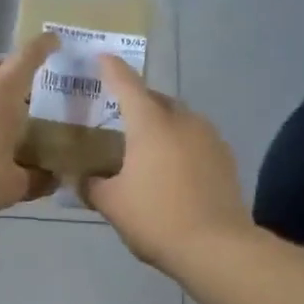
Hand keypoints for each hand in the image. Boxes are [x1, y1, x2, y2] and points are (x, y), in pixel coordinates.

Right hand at [83, 57, 251, 267]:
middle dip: (138, 101)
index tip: (102, 57)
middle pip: (156, 100)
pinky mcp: (225, 158)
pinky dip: (180, 144)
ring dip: (161, 124)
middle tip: (119, 115)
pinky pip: (196, 140)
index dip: (111, 69)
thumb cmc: (156, 218)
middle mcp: (182, 120)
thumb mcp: (112, 204)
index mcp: (150, 124)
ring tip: (146, 146)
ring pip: (179, 119)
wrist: (215, 246)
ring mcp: (209, 137)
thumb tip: (78, 178)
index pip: (126, 84)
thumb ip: (91, 185)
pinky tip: (172, 168)